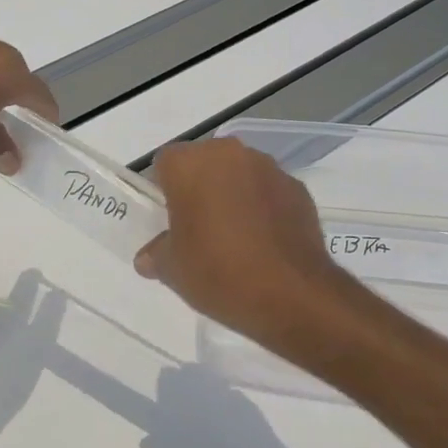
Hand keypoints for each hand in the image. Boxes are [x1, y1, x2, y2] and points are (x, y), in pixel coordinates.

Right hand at [134, 138, 350, 348]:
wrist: (292, 293)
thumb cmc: (218, 272)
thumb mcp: (173, 270)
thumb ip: (156, 254)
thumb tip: (149, 257)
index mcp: (190, 164)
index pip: (165, 164)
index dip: (162, 190)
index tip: (167, 220)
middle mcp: (229, 154)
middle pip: (204, 163)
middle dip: (198, 188)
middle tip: (197, 228)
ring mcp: (268, 168)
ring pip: (238, 174)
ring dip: (232, 194)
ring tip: (234, 236)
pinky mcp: (298, 188)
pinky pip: (268, 191)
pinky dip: (262, 207)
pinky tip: (263, 241)